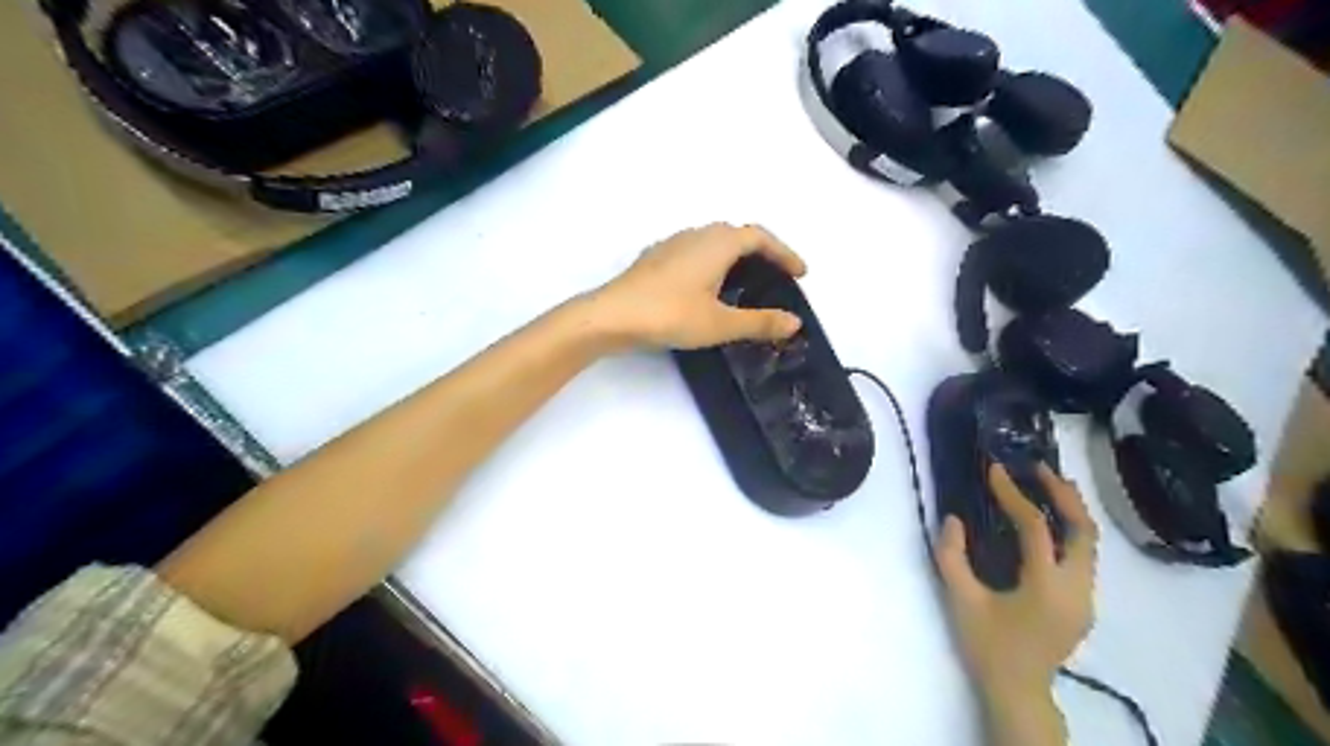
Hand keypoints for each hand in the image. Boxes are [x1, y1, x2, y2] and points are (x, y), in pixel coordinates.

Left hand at [592, 223, 811, 350]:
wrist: (611, 315)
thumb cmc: (670, 315)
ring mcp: (672, 244)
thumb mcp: (720, 323)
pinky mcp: (655, 258)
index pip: (760, 237)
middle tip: (776, 276)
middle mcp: (696, 234)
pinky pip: (694, 251)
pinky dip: (712, 262)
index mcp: (718, 243)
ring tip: (745, 281)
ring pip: (713, 240)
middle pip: (737, 234)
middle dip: (762, 252)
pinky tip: (706, 286)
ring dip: (735, 255)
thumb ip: (759, 322)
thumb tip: (794, 322)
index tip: (800, 273)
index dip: (784, 253)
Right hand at [927, 462, 1096, 697]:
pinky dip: (1069, 531)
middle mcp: (1076, 589)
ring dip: (1071, 510)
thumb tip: (954, 519)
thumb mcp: (960, 600)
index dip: (1014, 494)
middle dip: (1063, 494)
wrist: (1019, 693)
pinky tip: (1049, 522)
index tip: (995, 470)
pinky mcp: (1083, 604)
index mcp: (1046, 587)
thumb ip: (951, 556)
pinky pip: (1084, 557)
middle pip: (1083, 530)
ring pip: (1089, 543)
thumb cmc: (988, 647)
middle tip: (1038, 468)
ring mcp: (1086, 598)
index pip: (1035, 527)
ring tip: (1048, 485)